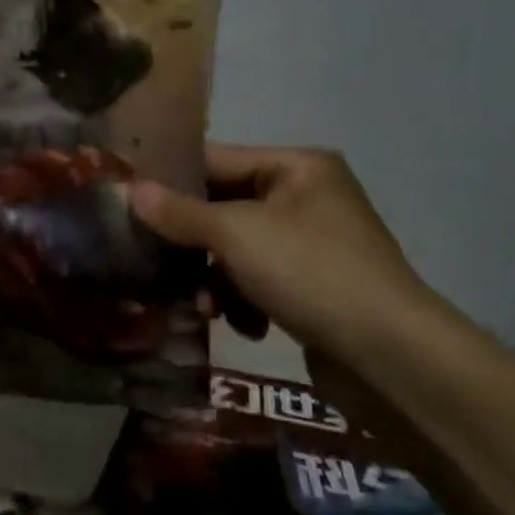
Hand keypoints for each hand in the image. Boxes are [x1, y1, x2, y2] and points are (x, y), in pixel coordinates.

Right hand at [131, 146, 429, 359]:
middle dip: (192, 244)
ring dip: (214, 281)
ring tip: (205, 309)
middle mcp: (306, 197)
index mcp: (297, 167)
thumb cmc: (310, 272)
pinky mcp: (314, 287)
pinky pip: (258, 282)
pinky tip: (244, 326)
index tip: (126, 200)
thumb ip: (180, 212)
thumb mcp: (236, 235)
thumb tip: (130, 189)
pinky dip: (244, 302)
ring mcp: (312, 244)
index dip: (170, 180)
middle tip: (154, 264)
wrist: (388, 354)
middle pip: (224, 209)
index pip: (216, 160)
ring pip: (236, 252)